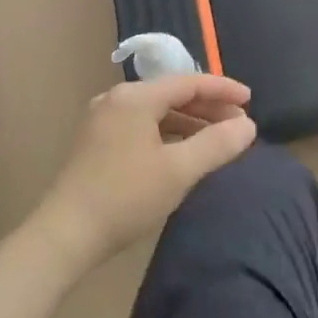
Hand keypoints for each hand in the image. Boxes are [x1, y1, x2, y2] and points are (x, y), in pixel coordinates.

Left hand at [35, 72, 257, 270]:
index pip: (189, 82)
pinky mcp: (97, 142)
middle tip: (239, 124)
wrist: (66, 235)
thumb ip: (217, 144)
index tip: (251, 101)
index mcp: (135, 98)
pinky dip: (169, 133)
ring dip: (190, 122)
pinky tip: (184, 151)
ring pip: (157, 112)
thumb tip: (248, 126)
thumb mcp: (179, 170)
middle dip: (208, 107)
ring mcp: (103, 121)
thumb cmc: (126, 197)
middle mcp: (117, 100)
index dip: (223, 89)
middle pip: (172, 94)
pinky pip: (143, 126)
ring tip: (217, 139)